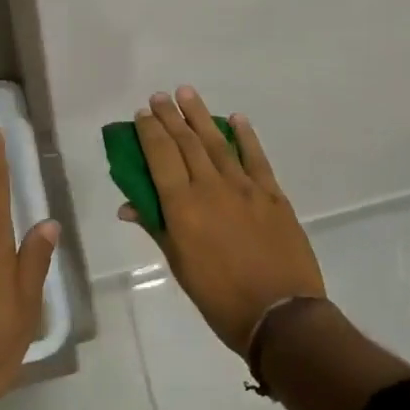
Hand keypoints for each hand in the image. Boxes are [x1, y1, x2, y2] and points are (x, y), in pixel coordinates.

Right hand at [121, 87, 324, 354]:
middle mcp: (211, 187)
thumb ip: (157, 227)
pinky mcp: (272, 193)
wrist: (281, 316)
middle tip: (160, 96)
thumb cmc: (220, 299)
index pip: (161, 156)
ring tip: (187, 93)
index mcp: (183, 207)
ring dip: (200, 115)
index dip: (150, 132)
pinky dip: (245, 135)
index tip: (143, 113)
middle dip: (170, 116)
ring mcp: (244, 187)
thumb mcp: (181, 267)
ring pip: (217, 141)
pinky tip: (235, 119)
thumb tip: (129, 205)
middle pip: (186, 142)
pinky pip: (255, 156)